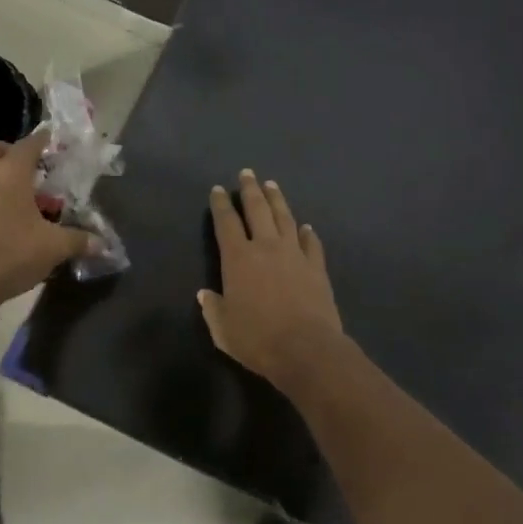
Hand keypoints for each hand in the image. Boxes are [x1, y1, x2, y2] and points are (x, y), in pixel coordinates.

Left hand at [0, 131, 94, 309]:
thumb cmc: (10, 253)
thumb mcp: (53, 247)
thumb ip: (79, 240)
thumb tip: (103, 244)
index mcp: (10, 173)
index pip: (29, 143)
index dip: (45, 140)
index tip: (58, 143)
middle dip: (11, 152)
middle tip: (33, 170)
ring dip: (5, 180)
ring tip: (32, 203)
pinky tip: (16, 222)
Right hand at [198, 170, 343, 390]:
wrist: (306, 349)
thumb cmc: (257, 339)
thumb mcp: (223, 329)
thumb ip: (213, 309)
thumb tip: (205, 294)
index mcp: (238, 259)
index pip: (226, 223)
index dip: (221, 205)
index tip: (218, 189)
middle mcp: (266, 247)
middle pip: (257, 210)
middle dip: (250, 190)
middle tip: (247, 173)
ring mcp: (295, 254)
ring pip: (285, 218)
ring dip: (277, 200)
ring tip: (272, 186)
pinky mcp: (317, 267)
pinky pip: (311, 243)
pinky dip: (307, 233)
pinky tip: (305, 226)